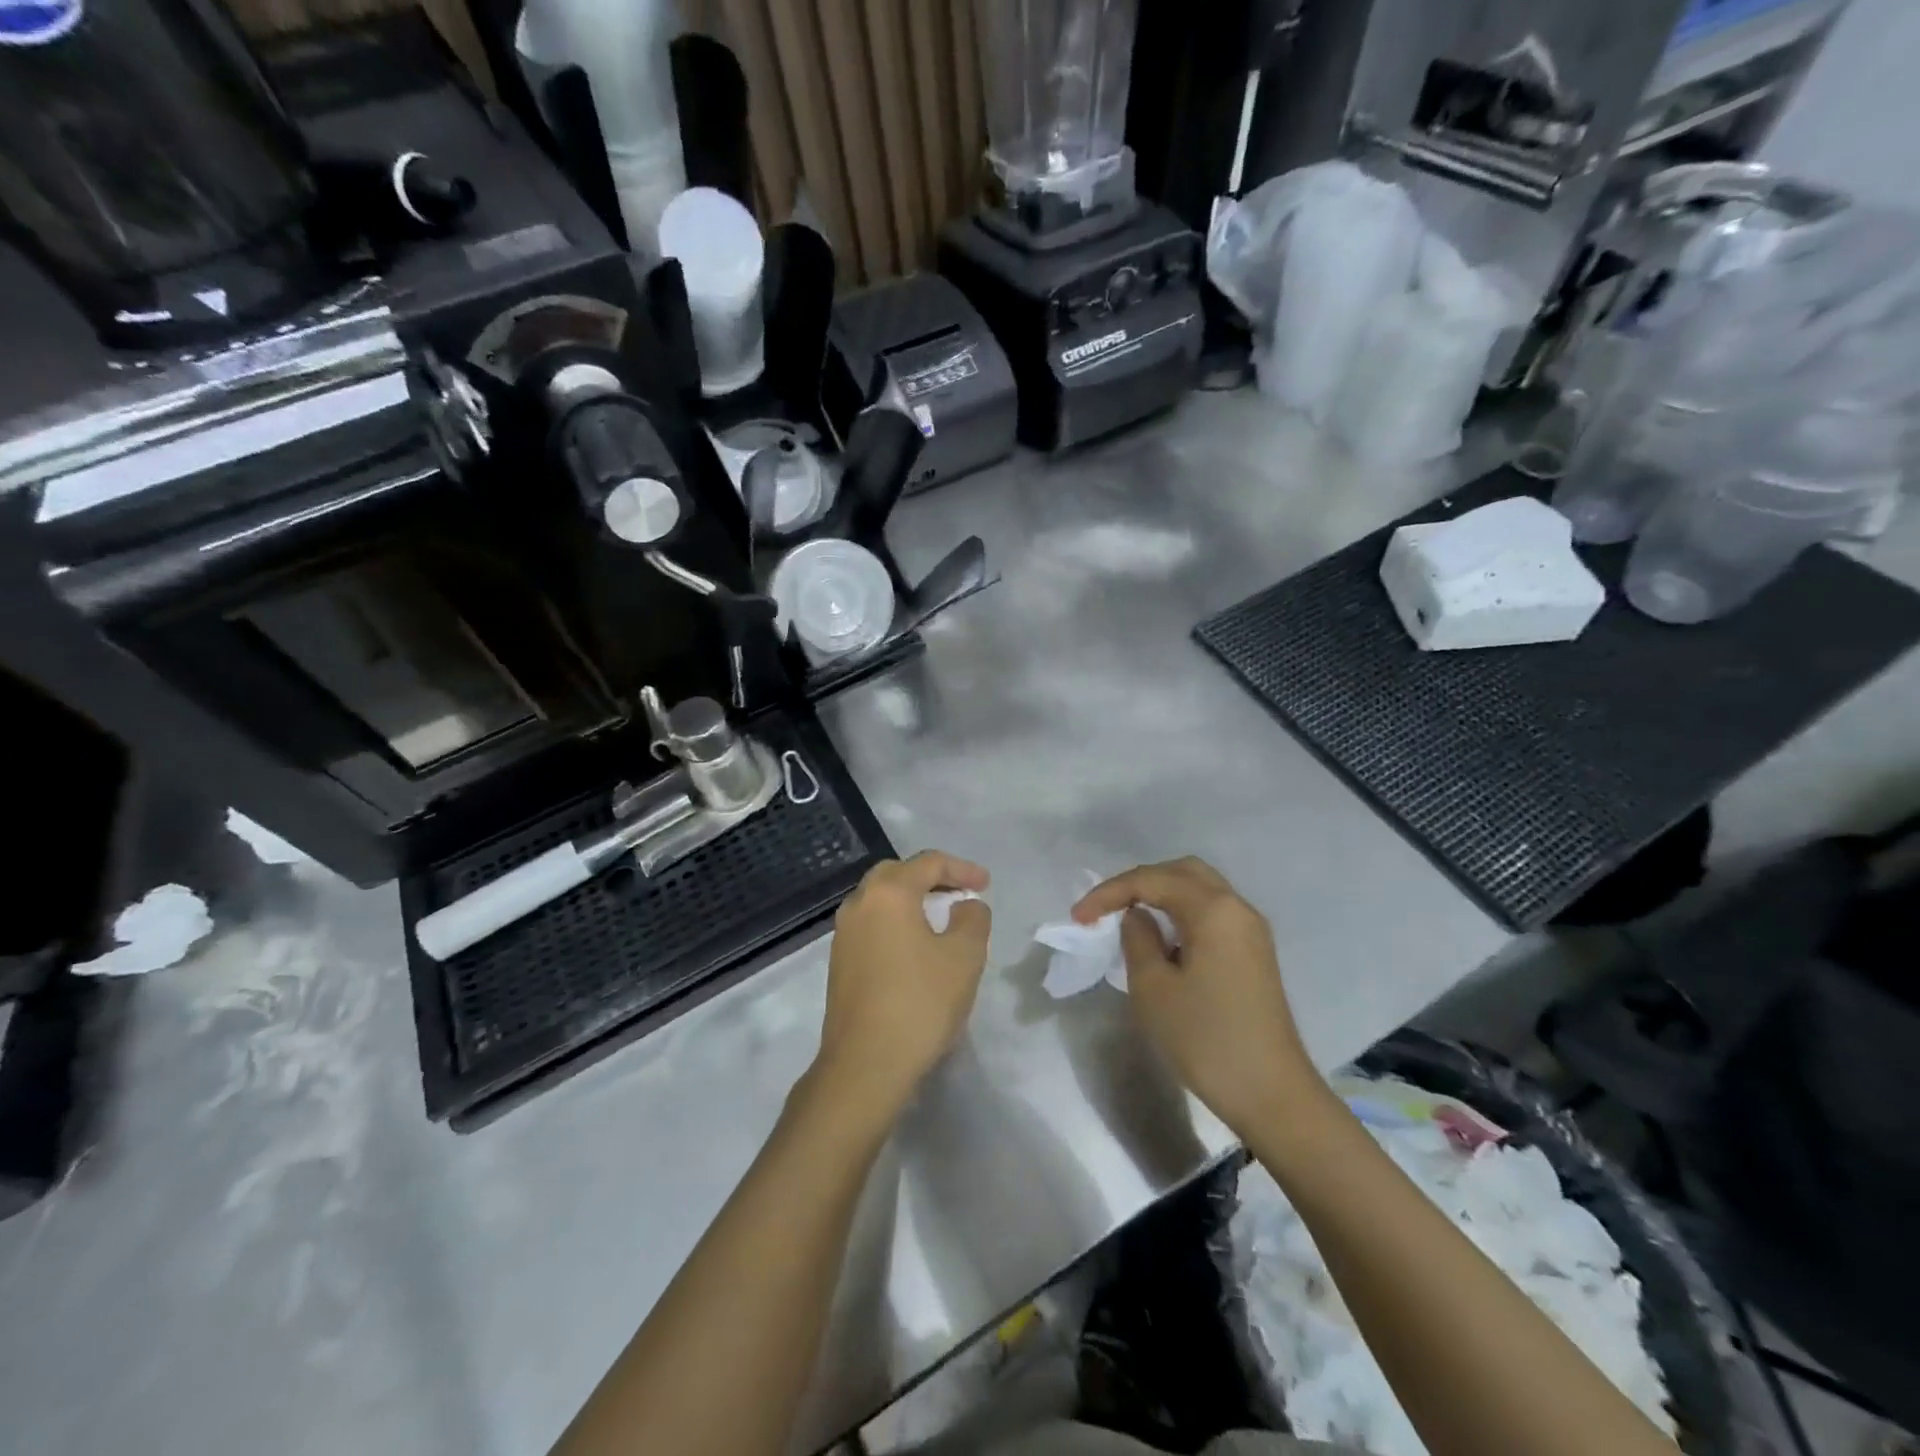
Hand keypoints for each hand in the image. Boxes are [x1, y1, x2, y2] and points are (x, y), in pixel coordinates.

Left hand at [813, 851, 991, 1121]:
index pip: (928, 863)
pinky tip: (916, 946)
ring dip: (912, 899)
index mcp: (889, 893)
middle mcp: (860, 903)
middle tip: (961, 893)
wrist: (865, 1065)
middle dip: (932, 877)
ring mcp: (844, 933)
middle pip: (897, 873)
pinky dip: (896, 921)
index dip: (962, 869)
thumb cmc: (920, 1004)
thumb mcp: (964, 958)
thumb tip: (965, 905)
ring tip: (942, 918)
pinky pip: (872, 923)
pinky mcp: (839, 961)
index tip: (986, 885)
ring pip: (880, 899)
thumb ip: (973, 919)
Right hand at [1074, 857, 1317, 1137]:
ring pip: (1199, 890)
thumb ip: (1137, 939)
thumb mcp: (1153, 989)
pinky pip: (1211, 913)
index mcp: (1213, 909)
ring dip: (1161, 895)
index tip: (1078, 917)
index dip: (1109, 892)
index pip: (1151, 880)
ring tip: (1127, 919)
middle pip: (1181, 872)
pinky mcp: (1254, 953)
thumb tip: (1137, 917)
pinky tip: (1161, 939)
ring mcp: (1250, 930)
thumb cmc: (1206, 1040)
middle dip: (1138, 883)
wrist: (1272, 1095)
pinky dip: (1181, 913)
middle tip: (1106, 907)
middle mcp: (1237, 908)